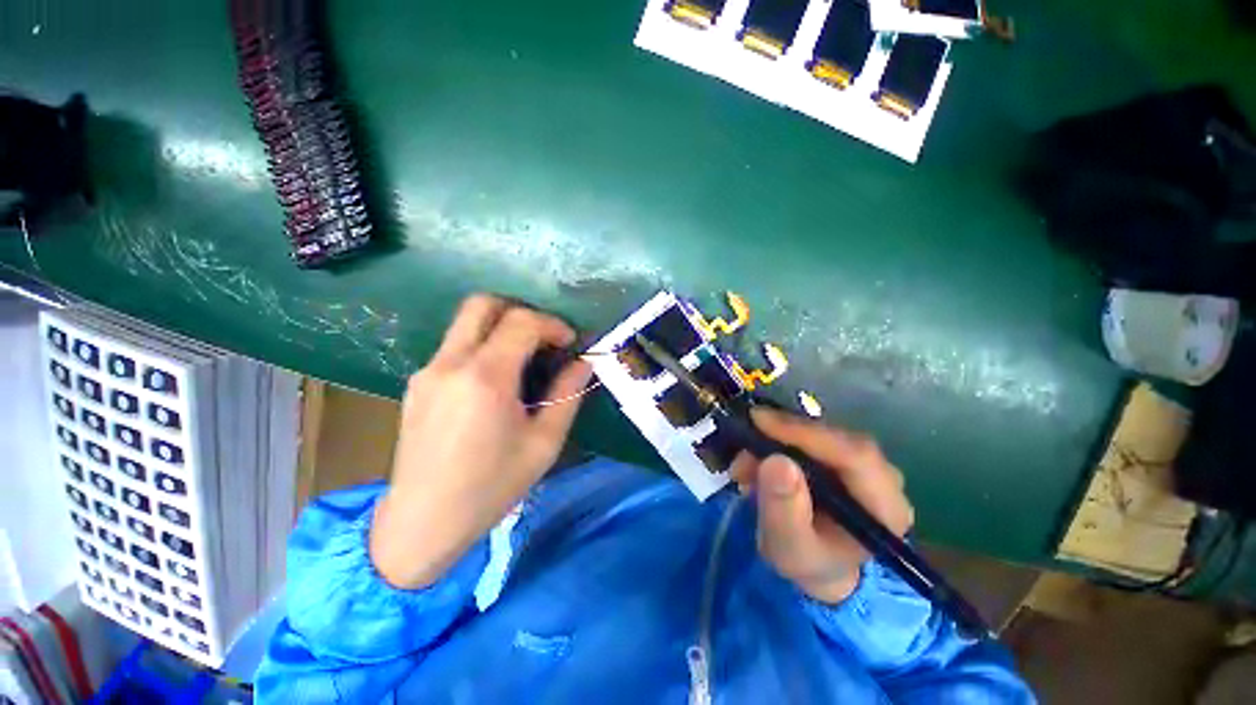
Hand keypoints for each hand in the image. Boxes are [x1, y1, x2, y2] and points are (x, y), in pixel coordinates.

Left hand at [369, 295, 592, 588]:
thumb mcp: (543, 443)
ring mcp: (428, 371)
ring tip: (524, 360)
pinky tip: (496, 382)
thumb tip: (584, 363)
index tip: (569, 344)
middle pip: (482, 304)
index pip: (521, 322)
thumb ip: (567, 394)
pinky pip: (455, 347)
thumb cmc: (491, 487)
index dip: (552, 324)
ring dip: (500, 329)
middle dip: (520, 311)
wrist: (422, 523)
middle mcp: (451, 364)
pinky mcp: (417, 383)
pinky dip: (483, 347)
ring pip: (466, 323)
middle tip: (543, 338)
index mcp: (485, 378)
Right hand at [731, 408, 913, 603]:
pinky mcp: (842, 454)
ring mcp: (863, 463)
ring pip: (818, 432)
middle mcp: (883, 478)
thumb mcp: (789, 548)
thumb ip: (784, 510)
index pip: (855, 455)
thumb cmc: (808, 561)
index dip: (807, 434)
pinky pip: (809, 435)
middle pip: (835, 438)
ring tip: (743, 466)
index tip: (761, 422)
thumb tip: (777, 461)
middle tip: (743, 446)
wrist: (817, 564)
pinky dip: (777, 441)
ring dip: (775, 440)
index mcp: (885, 508)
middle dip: (782, 436)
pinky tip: (755, 462)